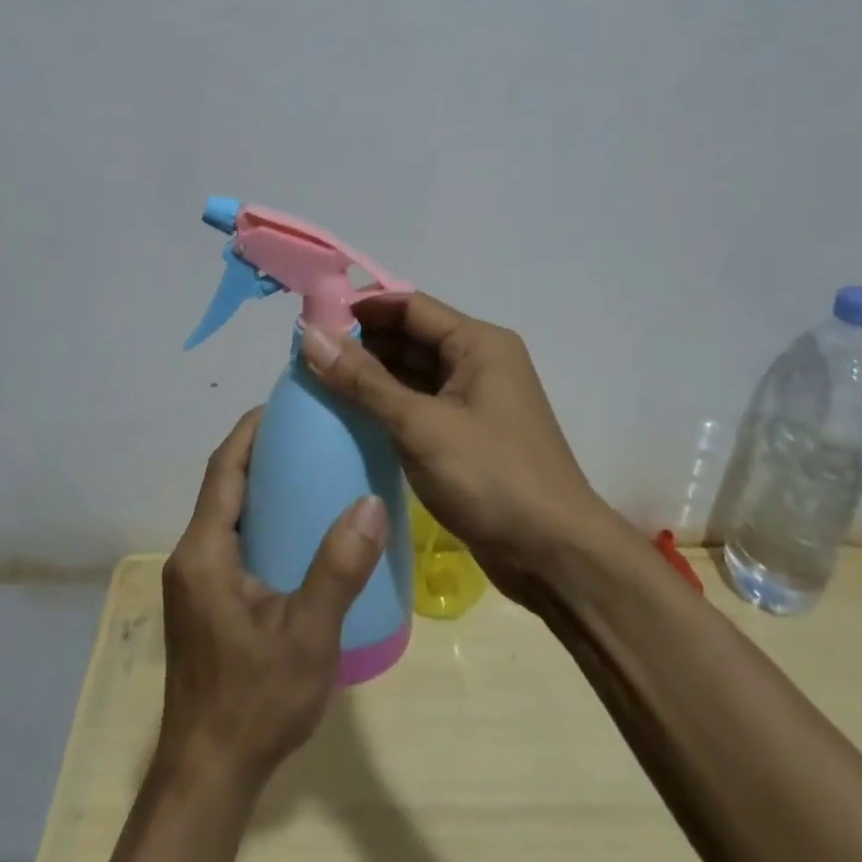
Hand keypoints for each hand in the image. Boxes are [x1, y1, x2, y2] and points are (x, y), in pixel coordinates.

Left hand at [157, 409, 389, 791]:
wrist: (209, 775)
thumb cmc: (255, 701)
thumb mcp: (308, 635)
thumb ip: (338, 569)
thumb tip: (371, 503)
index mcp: (205, 551)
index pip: (223, 469)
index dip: (250, 430)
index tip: (285, 403)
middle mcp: (191, 556)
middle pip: (222, 485)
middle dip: (257, 451)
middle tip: (308, 432)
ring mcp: (194, 580)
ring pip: (224, 513)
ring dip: (257, 484)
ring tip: (308, 469)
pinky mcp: (203, 601)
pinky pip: (228, 539)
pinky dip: (257, 517)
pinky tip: (294, 529)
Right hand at [300, 293, 621, 605]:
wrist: (555, 556)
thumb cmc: (491, 477)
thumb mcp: (420, 425)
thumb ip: (363, 380)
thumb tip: (310, 336)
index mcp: (478, 344)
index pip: (409, 306)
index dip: (361, 308)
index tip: (312, 320)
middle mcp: (478, 362)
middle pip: (410, 337)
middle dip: (361, 343)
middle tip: (306, 355)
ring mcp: (474, 401)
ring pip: (412, 374)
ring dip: (370, 376)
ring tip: (316, 381)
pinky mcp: (467, 435)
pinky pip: (419, 406)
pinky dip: (386, 406)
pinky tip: (348, 415)